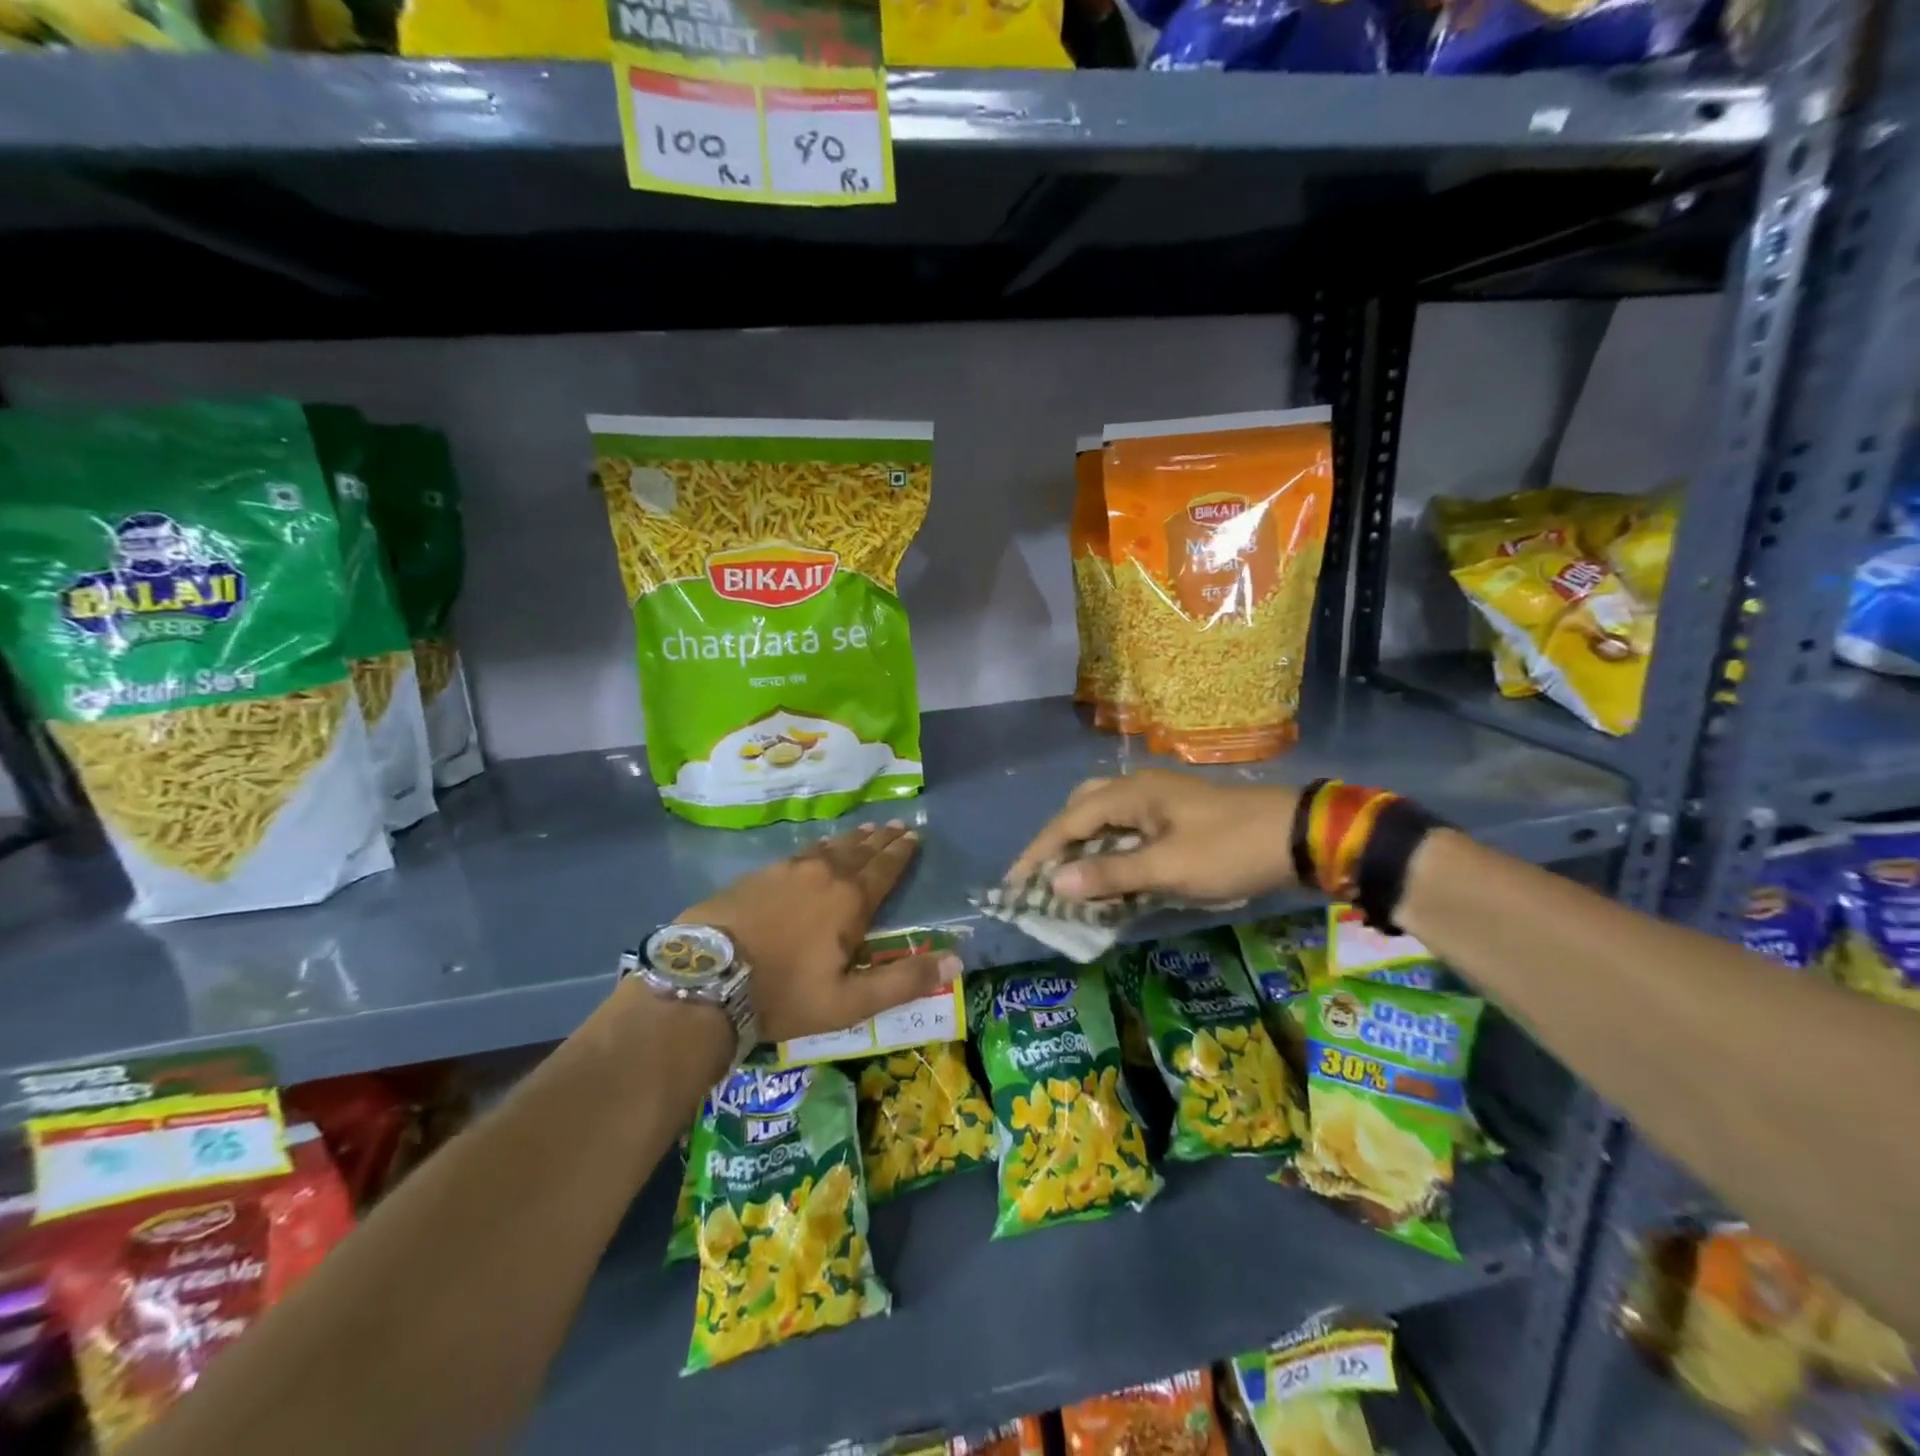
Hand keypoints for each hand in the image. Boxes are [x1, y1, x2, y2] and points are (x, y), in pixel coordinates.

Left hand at [680, 821, 960, 1044]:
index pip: (885, 869)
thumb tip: (957, 960)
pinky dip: (819, 847)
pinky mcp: (758, 874)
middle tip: (897, 825)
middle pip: (860, 851)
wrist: (705, 979)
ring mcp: (787, 870)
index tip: (915, 835)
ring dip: (852, 839)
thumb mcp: (850, 1001)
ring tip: (866, 830)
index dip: (902, 853)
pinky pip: (801, 853)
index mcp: (850, 901)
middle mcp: (823, 874)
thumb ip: (904, 981)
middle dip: (881, 839)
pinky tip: (817, 849)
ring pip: (829, 847)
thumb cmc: (784, 994)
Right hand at [1008, 769, 1302, 904]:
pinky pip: (1128, 831)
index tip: (1014, 883)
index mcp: (1130, 794)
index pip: (1068, 821)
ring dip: (1086, 848)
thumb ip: (1110, 874)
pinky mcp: (1176, 817)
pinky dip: (1111, 852)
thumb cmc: (1228, 850)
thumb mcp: (1167, 868)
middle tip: (1046, 877)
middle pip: (1081, 810)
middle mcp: (1138, 790)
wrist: (1297, 837)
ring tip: (1073, 881)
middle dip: (1059, 842)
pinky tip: (1113, 877)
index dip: (1038, 852)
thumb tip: (1054, 883)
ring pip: (1106, 820)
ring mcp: (1159, 802)